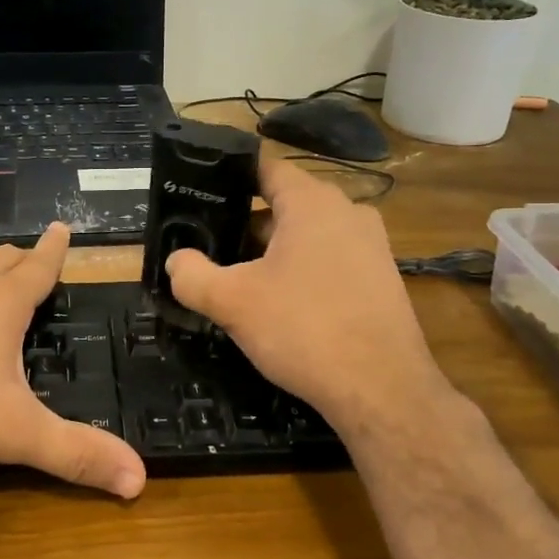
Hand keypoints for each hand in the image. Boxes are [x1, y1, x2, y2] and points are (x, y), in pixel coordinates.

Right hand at [164, 159, 445, 428]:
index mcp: (312, 202)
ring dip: (273, 253)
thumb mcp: (233, 302)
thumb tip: (176, 261)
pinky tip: (282, 308)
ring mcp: (371, 246)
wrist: (382, 390)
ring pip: (307, 236)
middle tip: (210, 250)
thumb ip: (193, 275)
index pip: (264, 168)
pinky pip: (330, 261)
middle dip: (245, 226)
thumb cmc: (304, 330)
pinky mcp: (382, 279)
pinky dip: (302, 273)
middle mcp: (348, 212)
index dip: (228, 178)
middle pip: (284, 205)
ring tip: (240, 282)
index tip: (198, 195)